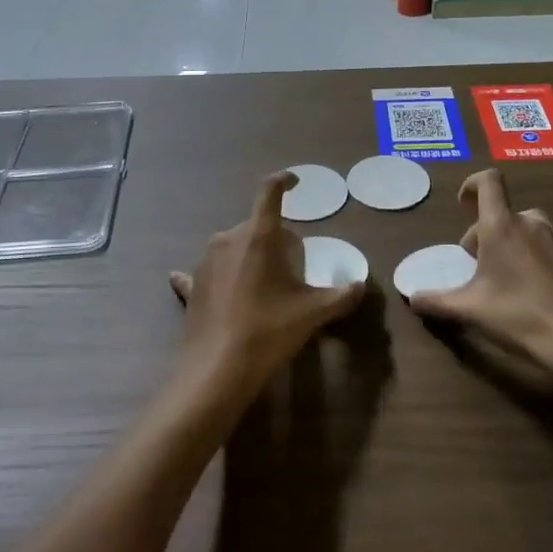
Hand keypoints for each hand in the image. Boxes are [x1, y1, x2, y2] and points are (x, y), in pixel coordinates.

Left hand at [170, 172, 366, 402]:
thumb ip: (341, 295)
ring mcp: (205, 261)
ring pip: (235, 247)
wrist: (217, 370)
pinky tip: (219, 291)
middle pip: (258, 227)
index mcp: (259, 236)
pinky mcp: (191, 285)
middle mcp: (228, 239)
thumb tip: (360, 285)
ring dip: (251, 258)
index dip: (285, 181)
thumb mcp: (313, 313)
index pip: (270, 192)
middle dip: (277, 241)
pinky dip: (219, 277)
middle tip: (293, 272)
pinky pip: (209, 273)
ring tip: (265, 291)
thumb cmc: (269, 330)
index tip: (295, 182)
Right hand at [409, 169, 552, 380]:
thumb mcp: (469, 310)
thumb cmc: (516, 316)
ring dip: (518, 231)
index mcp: (500, 227)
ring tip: (512, 259)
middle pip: (504, 212)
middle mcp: (530, 223)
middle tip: (478, 262)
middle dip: (487, 230)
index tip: (463, 203)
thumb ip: (436, 301)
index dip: (473, 184)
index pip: (488, 183)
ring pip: (534, 220)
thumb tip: (412, 298)